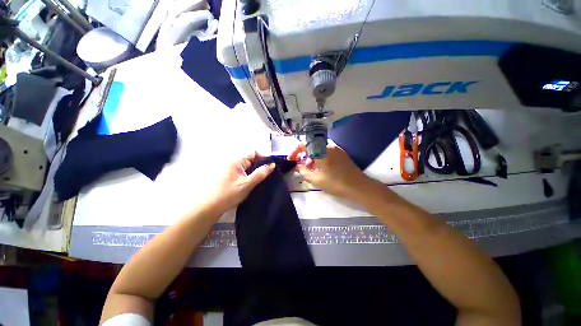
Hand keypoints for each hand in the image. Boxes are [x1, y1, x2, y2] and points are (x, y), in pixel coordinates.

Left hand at [207, 152, 274, 212]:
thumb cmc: (229, 194)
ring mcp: (231, 168)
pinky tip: (254, 181)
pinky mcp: (230, 174)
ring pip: (248, 164)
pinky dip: (250, 173)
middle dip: (260, 164)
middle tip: (268, 173)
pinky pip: (243, 170)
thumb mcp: (247, 184)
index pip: (253, 152)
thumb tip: (272, 164)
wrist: (210, 207)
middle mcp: (233, 161)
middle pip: (251, 158)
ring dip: (255, 169)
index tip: (271, 166)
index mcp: (236, 160)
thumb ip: (260, 173)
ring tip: (263, 178)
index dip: (263, 157)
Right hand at [288, 140, 373, 200]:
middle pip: (311, 146)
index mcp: (321, 150)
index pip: (304, 144)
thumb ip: (303, 171)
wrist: (359, 186)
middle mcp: (328, 146)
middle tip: (301, 166)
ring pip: (319, 149)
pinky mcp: (341, 153)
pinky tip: (320, 168)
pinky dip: (320, 157)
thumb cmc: (336, 183)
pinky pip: (326, 151)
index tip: (291, 160)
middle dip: (304, 155)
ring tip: (310, 169)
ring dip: (312, 156)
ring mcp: (336, 149)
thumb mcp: (316, 180)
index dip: (295, 151)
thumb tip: (297, 166)